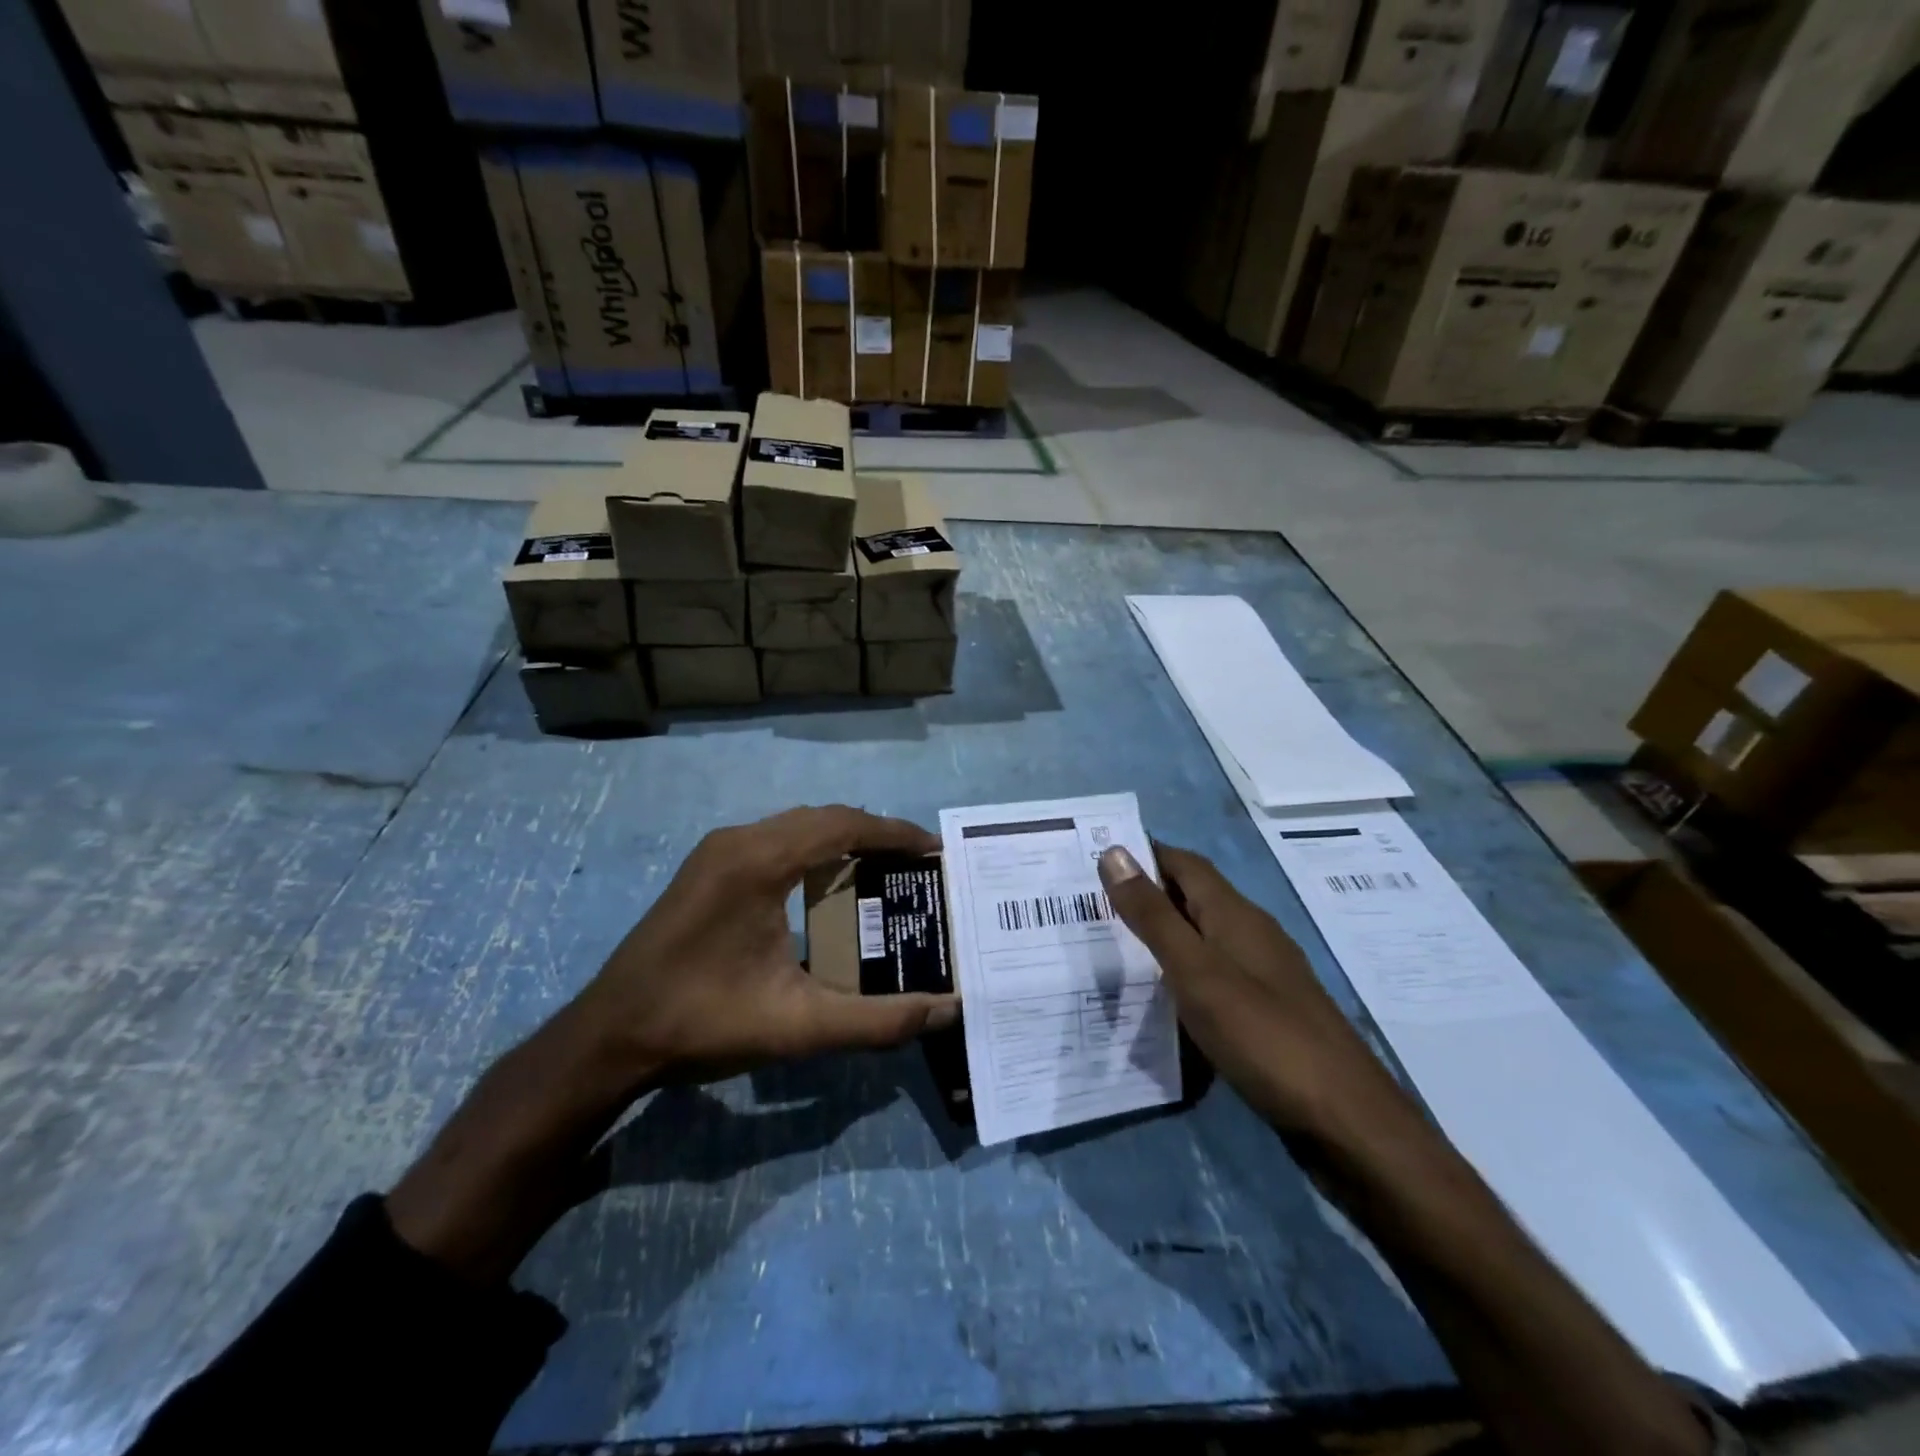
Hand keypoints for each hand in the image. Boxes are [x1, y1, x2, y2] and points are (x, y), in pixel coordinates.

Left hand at [390, 806, 955, 1281]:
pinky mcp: (708, 866)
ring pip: (797, 824)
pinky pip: (776, 838)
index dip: (894, 833)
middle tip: (917, 862)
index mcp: (758, 862)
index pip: (842, 826)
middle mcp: (738, 841)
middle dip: (874, 833)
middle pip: (823, 817)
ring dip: (843, 837)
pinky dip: (814, 847)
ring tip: (885, 867)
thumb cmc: (702, 1023)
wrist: (609, 1036)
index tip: (934, 848)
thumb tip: (949, 1009)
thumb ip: (880, 1021)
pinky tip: (831, 880)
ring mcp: (717, 850)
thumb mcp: (799, 1026)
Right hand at [1098, 843, 1412, 1142]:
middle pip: (1193, 896)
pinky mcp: (1268, 1010)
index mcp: (1235, 914)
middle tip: (1091, 905)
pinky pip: (1215, 972)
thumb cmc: (1262, 1035)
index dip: (1143, 854)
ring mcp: (1264, 973)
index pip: (1184, 863)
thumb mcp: (1196, 971)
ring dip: (1163, 933)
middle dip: (1147, 893)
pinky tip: (1163, 995)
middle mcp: (1252, 933)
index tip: (1094, 858)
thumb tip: (1113, 852)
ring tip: (1114, 947)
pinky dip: (1183, 970)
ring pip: (1204, 935)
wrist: (1346, 1121)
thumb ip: (1153, 915)